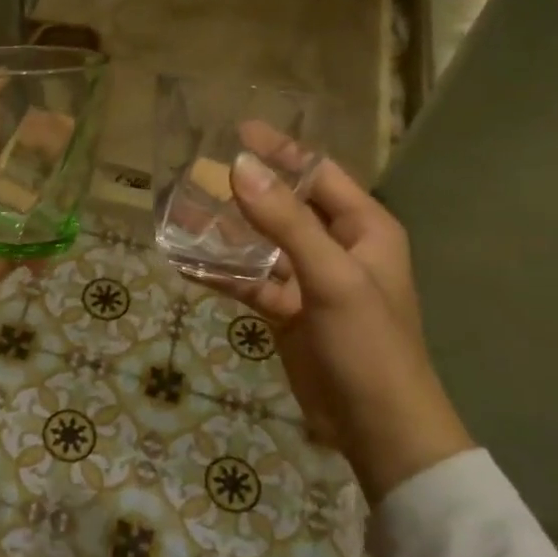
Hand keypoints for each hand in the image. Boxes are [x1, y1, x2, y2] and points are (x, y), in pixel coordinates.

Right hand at [215, 138, 473, 501]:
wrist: (376, 426)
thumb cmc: (367, 344)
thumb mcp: (330, 276)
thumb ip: (285, 221)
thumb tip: (239, 167)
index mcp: (364, 229)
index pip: (319, 175)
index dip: (281, 151)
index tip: (238, 130)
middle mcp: (337, 248)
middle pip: (285, 207)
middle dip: (244, 190)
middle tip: (197, 172)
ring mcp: (308, 282)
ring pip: (260, 245)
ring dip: (225, 233)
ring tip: (181, 213)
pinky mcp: (286, 313)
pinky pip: (249, 283)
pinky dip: (221, 275)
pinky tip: (186, 266)